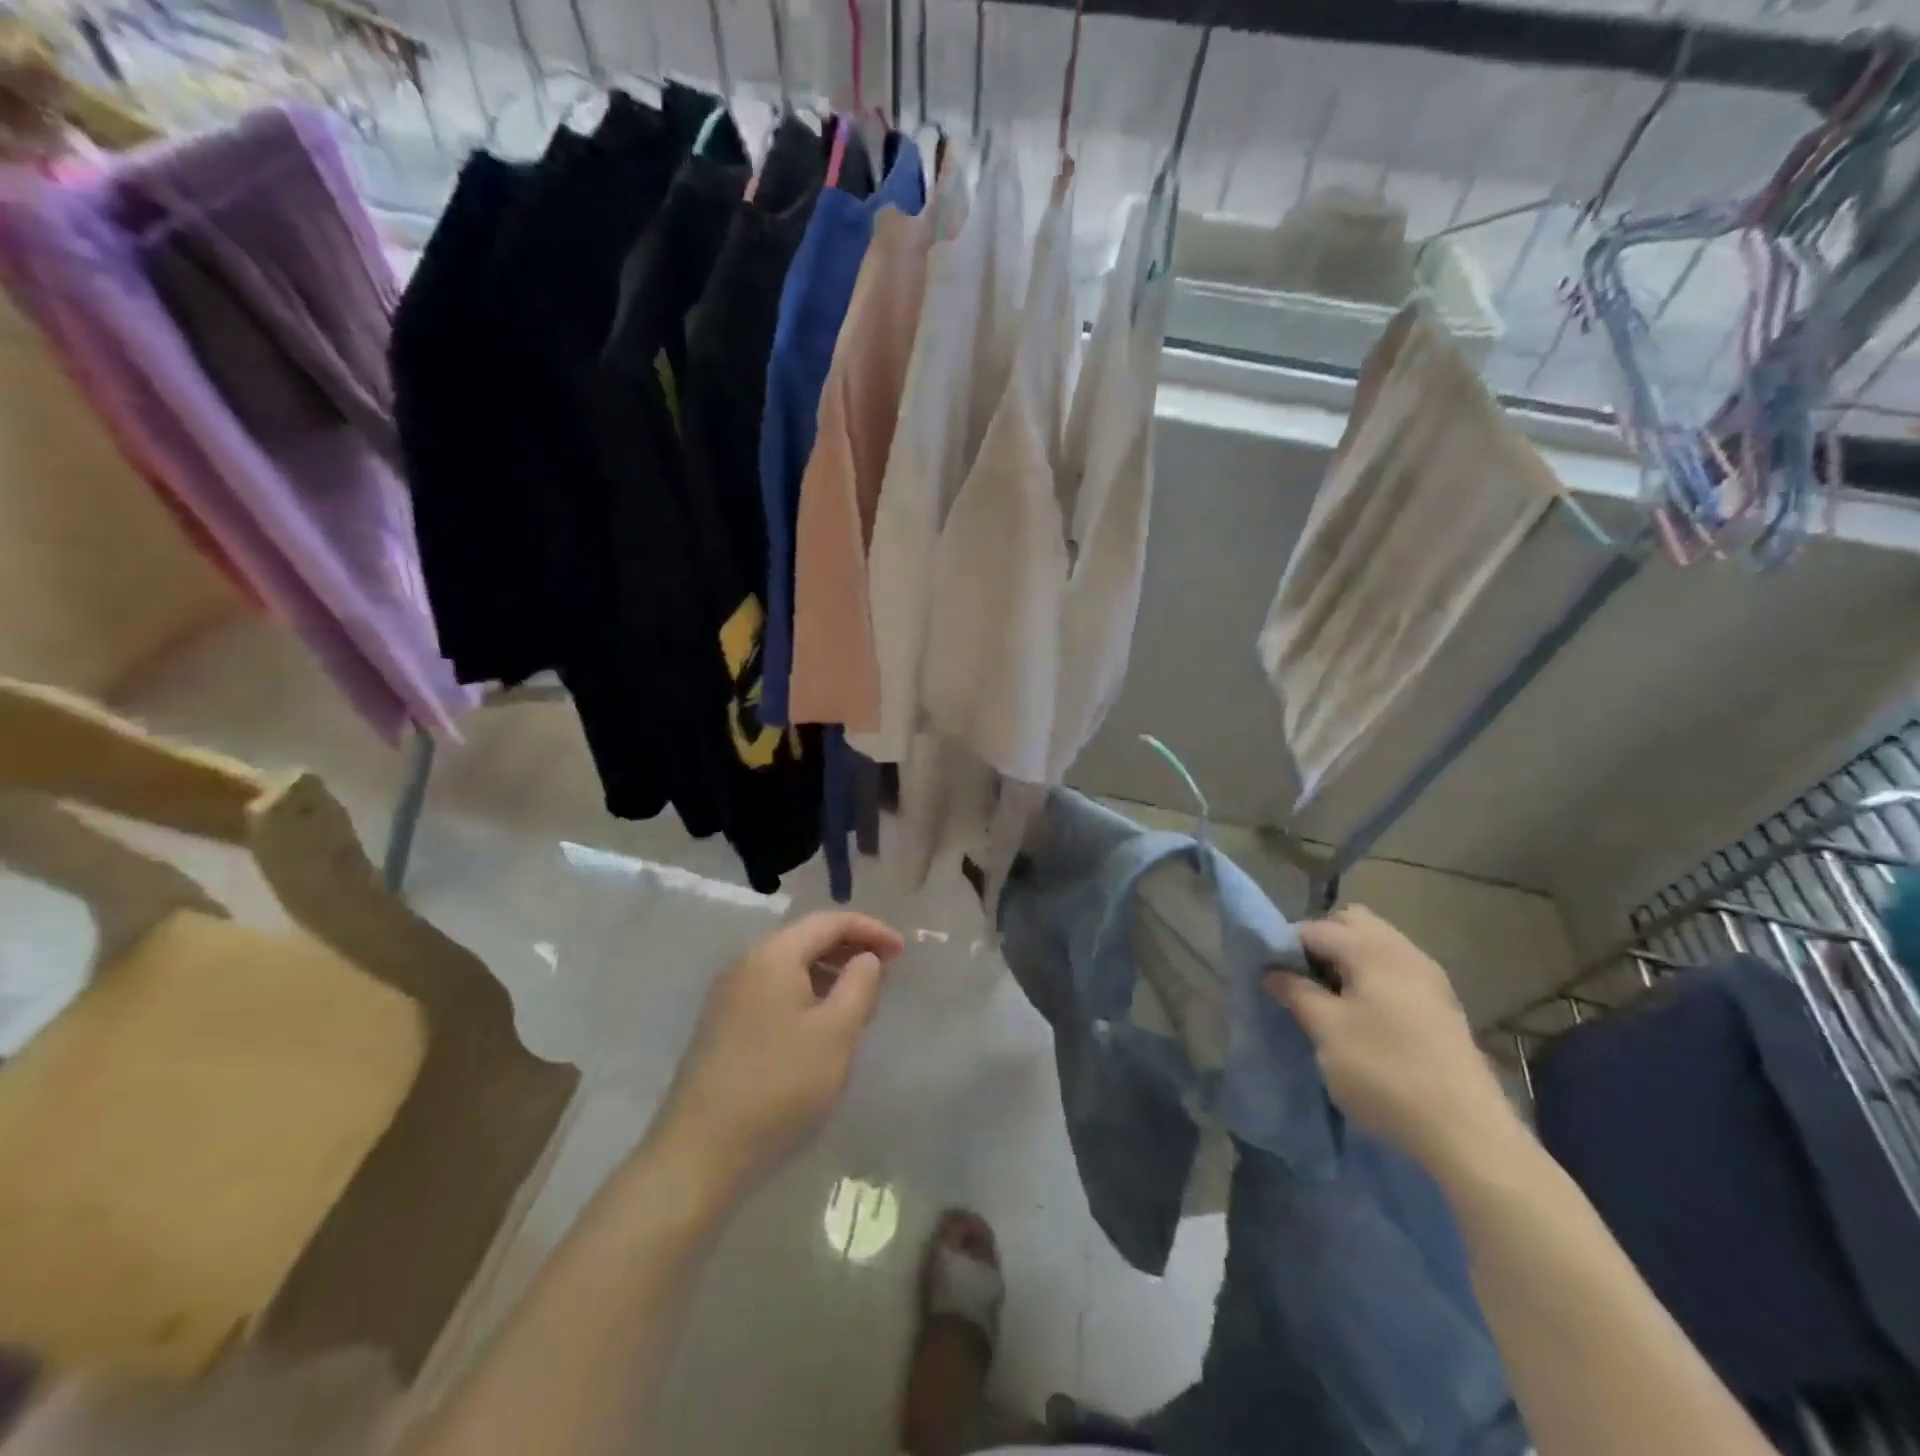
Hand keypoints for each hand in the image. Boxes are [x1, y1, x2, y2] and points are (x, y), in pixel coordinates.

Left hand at [649, 912, 905, 1203]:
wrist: (699, 1153)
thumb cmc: (779, 1085)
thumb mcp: (836, 1034)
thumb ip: (860, 985)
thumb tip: (866, 958)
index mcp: (773, 955)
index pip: (829, 922)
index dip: (870, 930)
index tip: (903, 951)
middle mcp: (746, 964)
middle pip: (806, 939)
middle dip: (850, 949)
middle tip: (887, 971)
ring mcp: (729, 995)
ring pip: (790, 966)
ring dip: (829, 972)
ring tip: (860, 999)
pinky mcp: (722, 1025)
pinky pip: (774, 991)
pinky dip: (806, 993)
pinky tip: (821, 1024)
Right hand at [1266, 906, 1525, 1179]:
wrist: (1467, 1132)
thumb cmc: (1385, 1072)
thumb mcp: (1326, 1031)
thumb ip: (1296, 993)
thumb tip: (1273, 972)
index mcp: (1371, 950)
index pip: (1315, 928)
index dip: (1286, 946)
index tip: (1271, 974)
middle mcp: (1403, 951)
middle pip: (1352, 923)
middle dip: (1322, 943)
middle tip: (1303, 979)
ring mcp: (1429, 978)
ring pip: (1377, 946)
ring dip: (1348, 961)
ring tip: (1330, 999)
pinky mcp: (1442, 1005)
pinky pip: (1396, 970)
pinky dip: (1373, 978)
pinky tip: (1364, 1015)